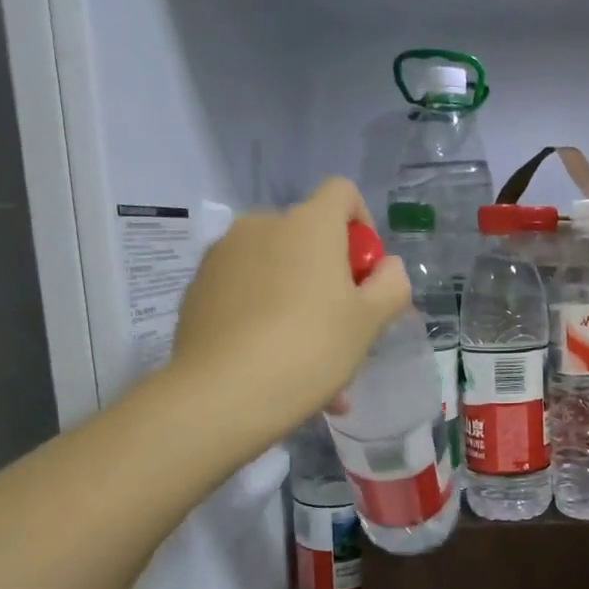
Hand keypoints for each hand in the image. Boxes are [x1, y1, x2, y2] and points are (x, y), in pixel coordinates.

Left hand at [169, 178, 410, 445]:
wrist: (221, 395)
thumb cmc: (309, 349)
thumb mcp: (369, 323)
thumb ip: (391, 285)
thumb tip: (387, 267)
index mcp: (308, 224)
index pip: (343, 193)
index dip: (363, 227)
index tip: (366, 274)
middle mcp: (260, 226)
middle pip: (308, 239)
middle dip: (329, 279)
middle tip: (342, 333)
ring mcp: (222, 256)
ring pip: (276, 273)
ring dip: (299, 306)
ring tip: (312, 368)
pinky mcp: (197, 289)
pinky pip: (245, 295)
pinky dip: (265, 319)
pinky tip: (275, 369)